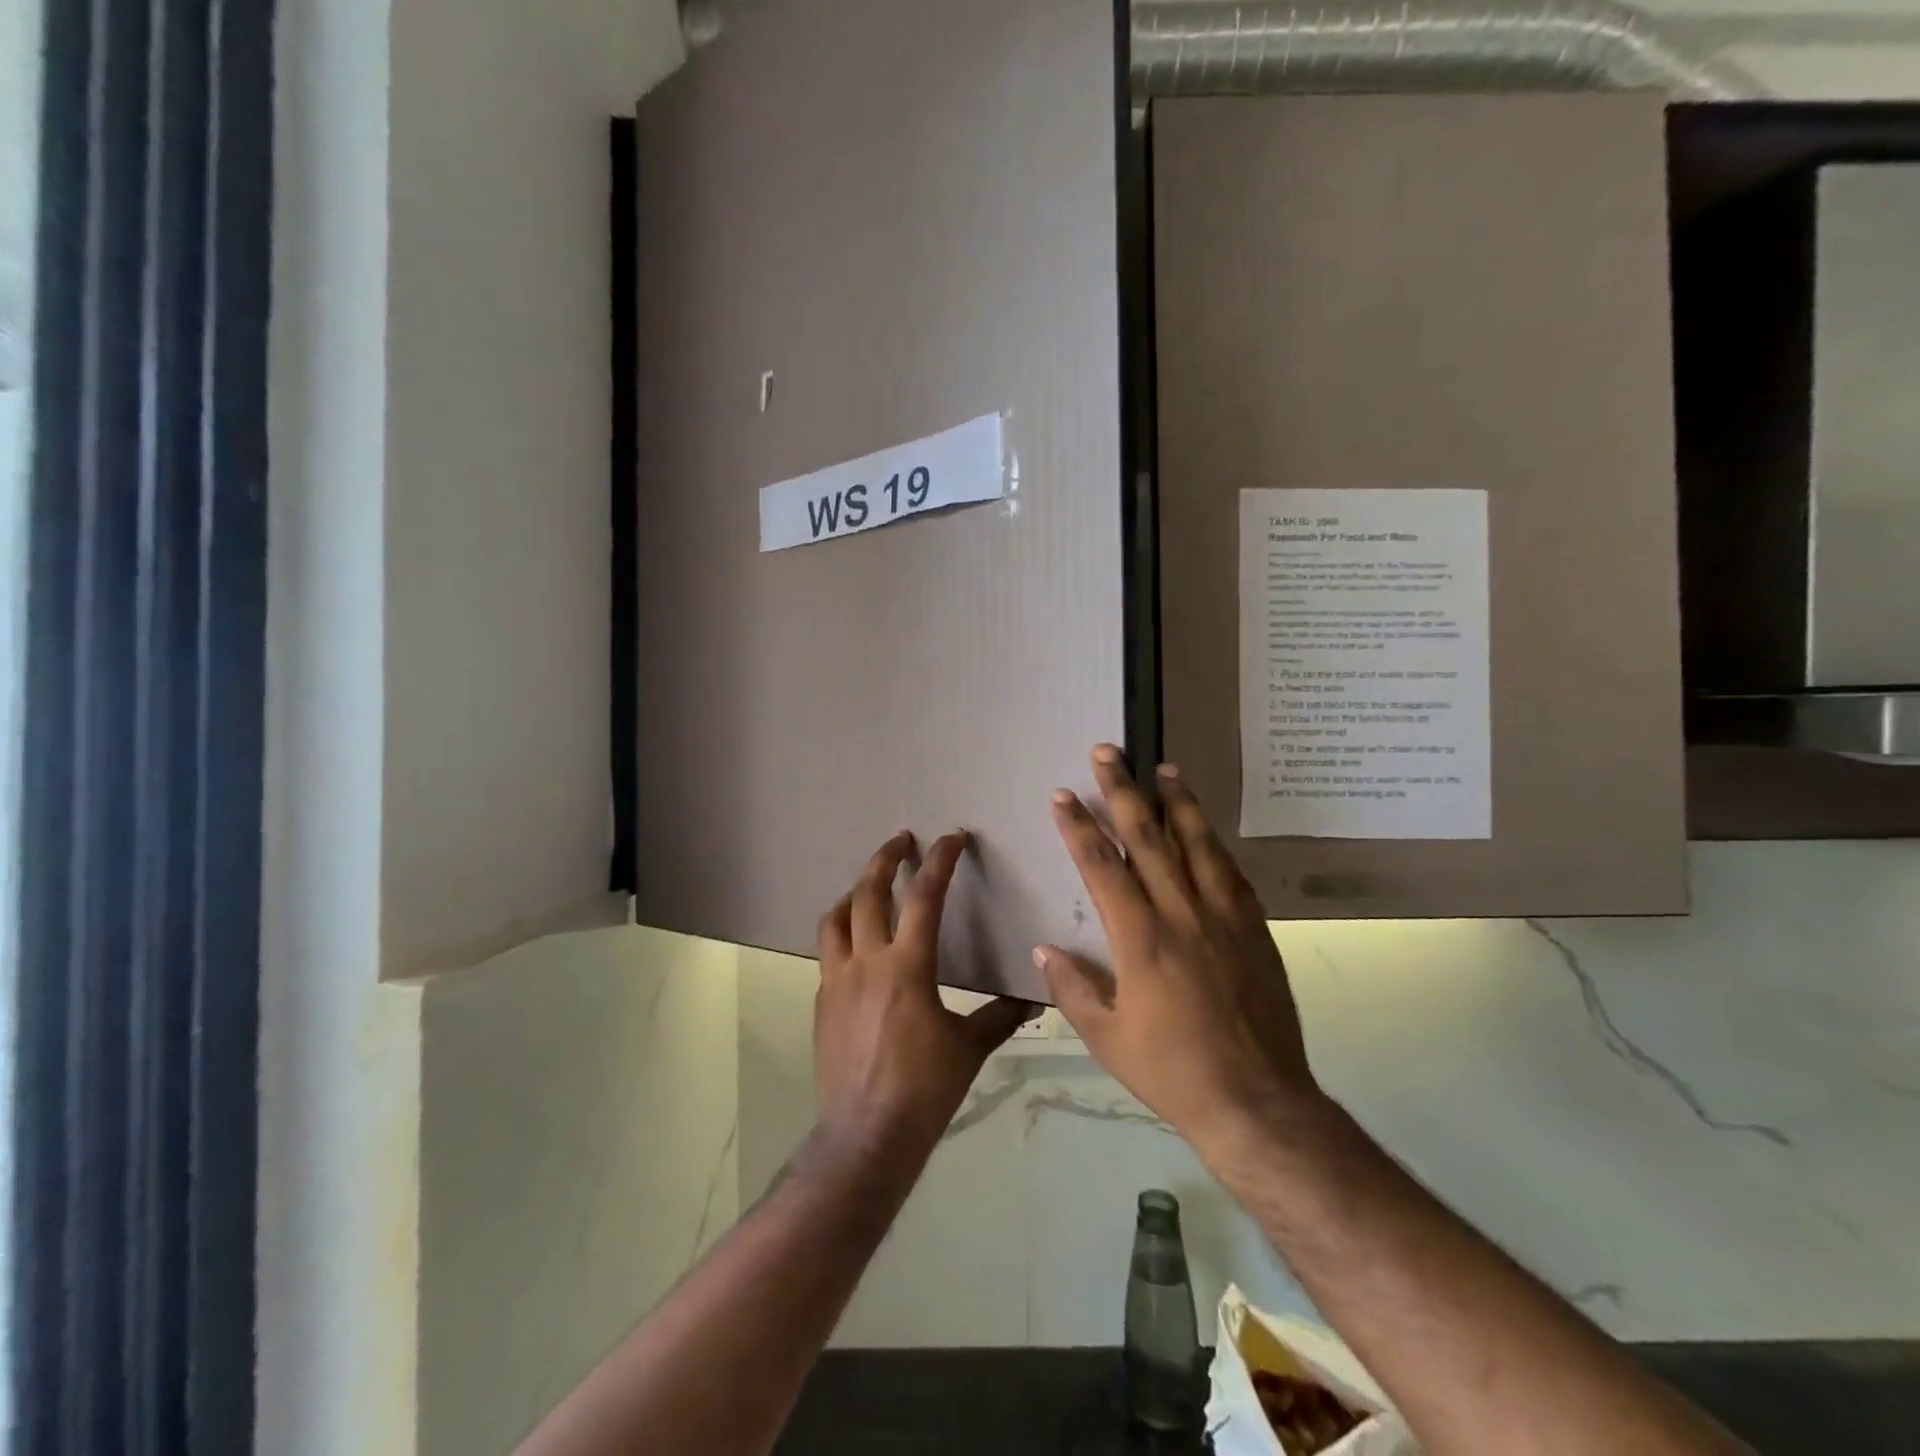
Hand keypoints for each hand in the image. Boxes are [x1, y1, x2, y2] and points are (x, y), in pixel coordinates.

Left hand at [812, 830, 1032, 1173]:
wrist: (865, 1136)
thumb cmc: (924, 1090)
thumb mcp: (969, 1048)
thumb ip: (1000, 1016)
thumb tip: (1034, 998)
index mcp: (907, 966)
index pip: (924, 896)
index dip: (940, 860)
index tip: (952, 837)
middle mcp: (866, 961)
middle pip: (868, 892)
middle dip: (885, 858)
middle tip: (902, 839)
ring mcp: (836, 980)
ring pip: (835, 918)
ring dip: (853, 893)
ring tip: (869, 886)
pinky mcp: (821, 1002)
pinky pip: (828, 953)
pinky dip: (842, 934)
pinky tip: (857, 948)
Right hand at [1036, 746, 1323, 1153]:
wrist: (1257, 1103)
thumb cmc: (1172, 1071)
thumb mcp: (1107, 1038)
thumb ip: (1073, 988)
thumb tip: (1045, 949)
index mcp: (1140, 940)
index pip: (1102, 867)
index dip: (1079, 826)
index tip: (1063, 794)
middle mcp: (1181, 916)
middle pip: (1148, 839)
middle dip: (1124, 791)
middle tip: (1108, 752)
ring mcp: (1223, 920)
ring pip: (1197, 846)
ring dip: (1178, 803)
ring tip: (1166, 768)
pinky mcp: (1254, 932)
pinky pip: (1232, 875)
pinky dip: (1215, 845)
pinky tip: (1207, 829)